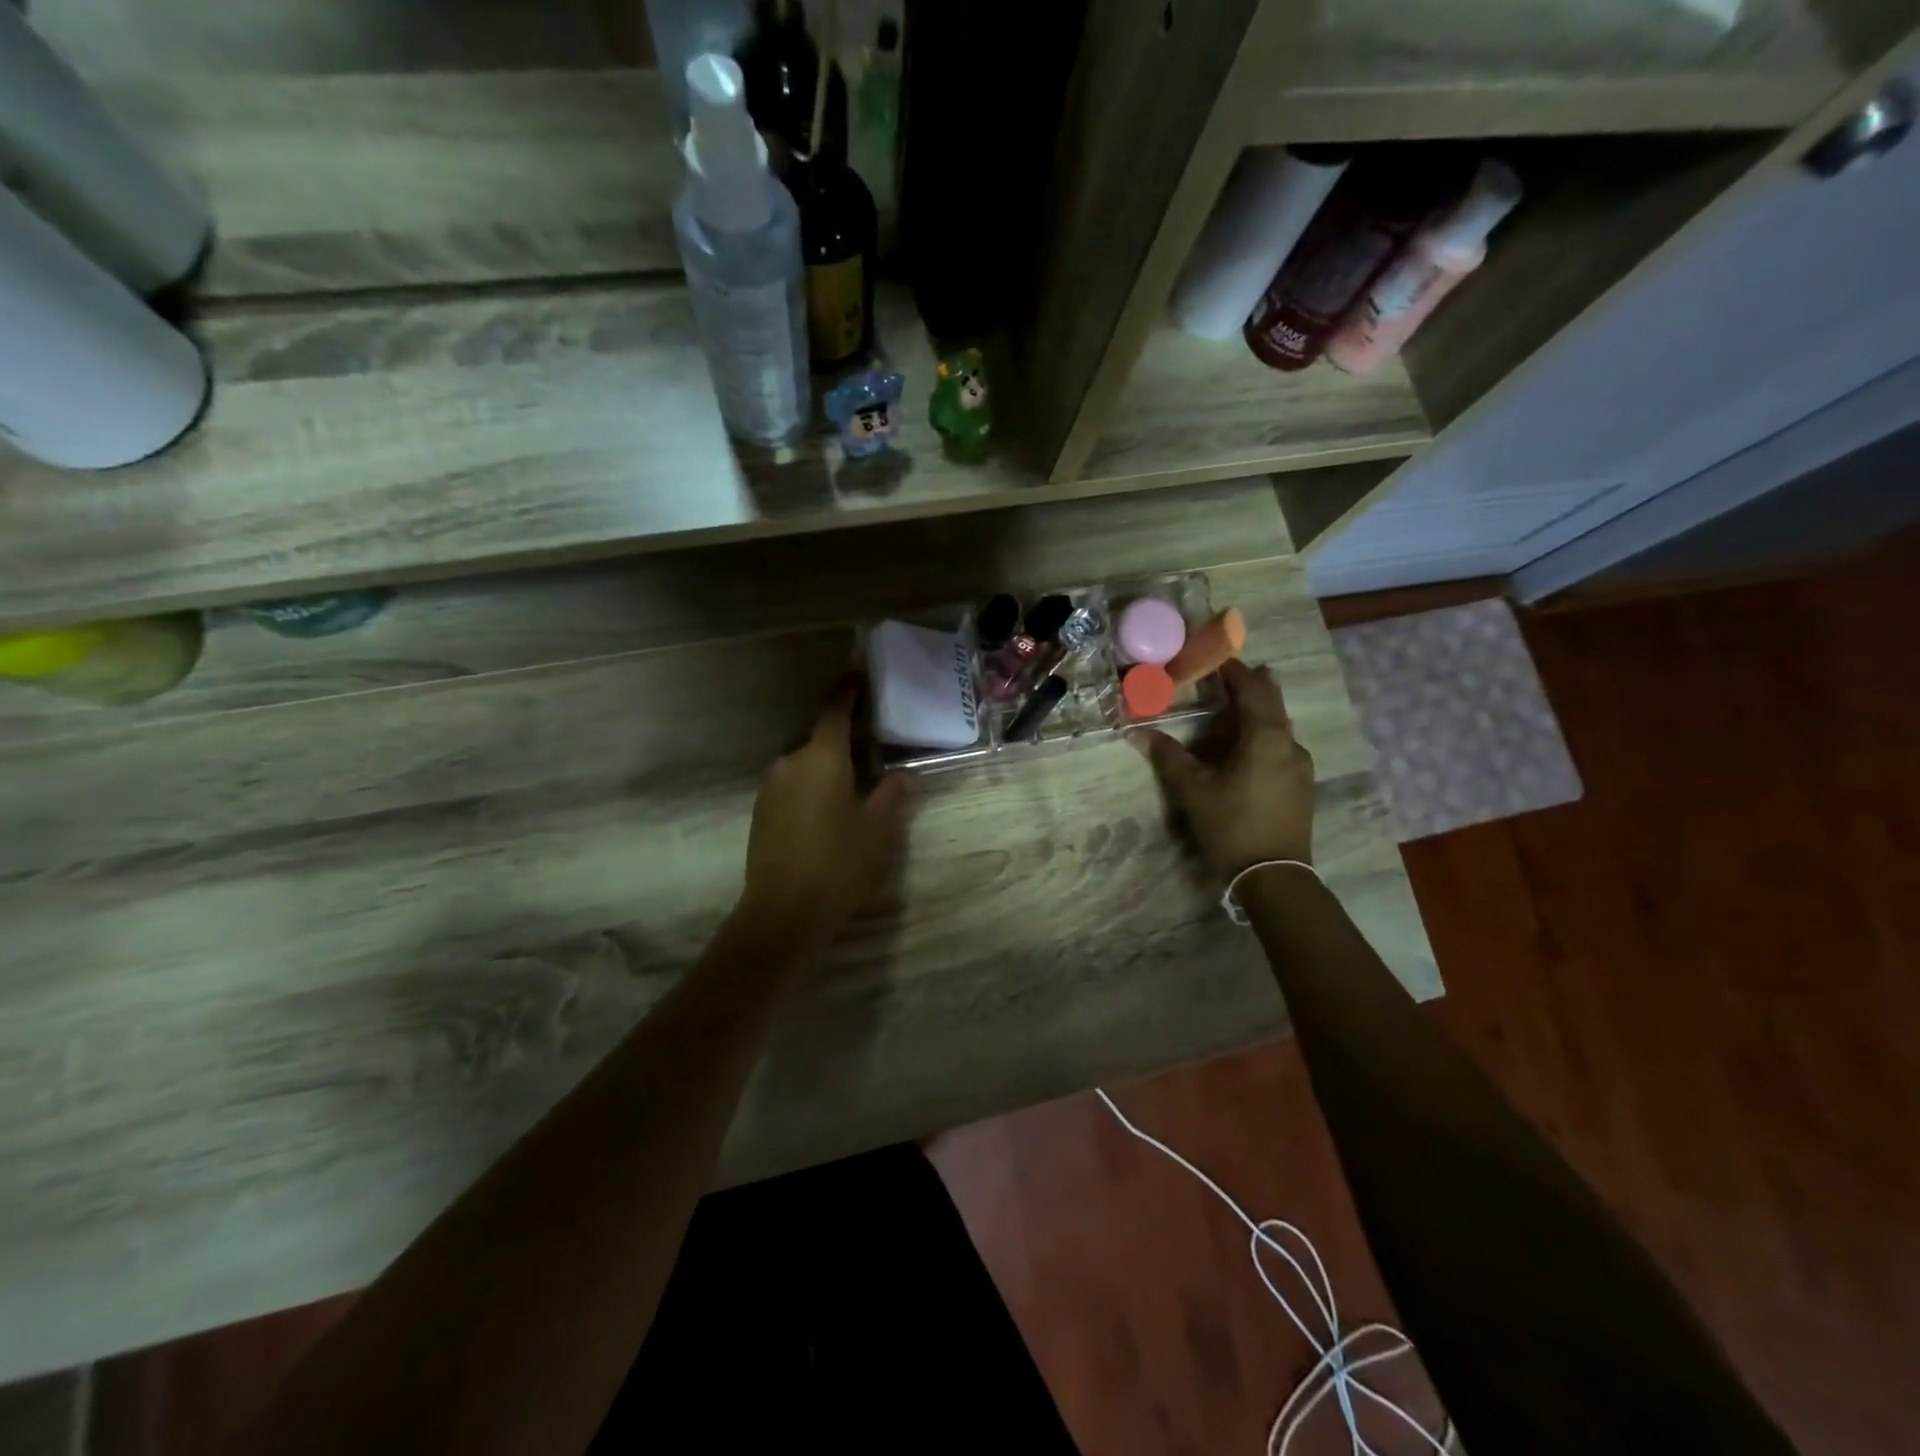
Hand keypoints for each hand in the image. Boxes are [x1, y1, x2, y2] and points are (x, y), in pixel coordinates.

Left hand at [737, 683, 916, 951]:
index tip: (859, 676)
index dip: (848, 690)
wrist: (782, 913)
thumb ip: (892, 794)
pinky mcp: (760, 811)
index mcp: (822, 758)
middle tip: (873, 749)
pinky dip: (811, 786)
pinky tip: (827, 811)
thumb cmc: (838, 864)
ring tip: (853, 786)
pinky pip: (791, 784)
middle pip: (820, 738)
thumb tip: (903, 774)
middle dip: (844, 739)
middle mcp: (791, 762)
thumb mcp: (878, 830)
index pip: (835, 710)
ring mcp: (770, 786)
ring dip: (827, 766)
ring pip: (805, 763)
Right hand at [1131, 659, 1314, 879]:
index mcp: (1266, 737)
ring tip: (1237, 709)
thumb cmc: (1231, 826)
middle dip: (1253, 686)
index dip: (1235, 671)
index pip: (1253, 689)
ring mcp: (1300, 767)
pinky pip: (1282, 747)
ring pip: (1280, 727)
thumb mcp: (1193, 791)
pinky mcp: (1301, 787)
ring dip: (1259, 712)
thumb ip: (1168, 757)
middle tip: (1232, 674)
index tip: (1217, 657)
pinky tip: (1248, 749)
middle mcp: (1289, 744)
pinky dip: (1264, 735)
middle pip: (1273, 704)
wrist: (1274, 877)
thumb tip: (1137, 732)